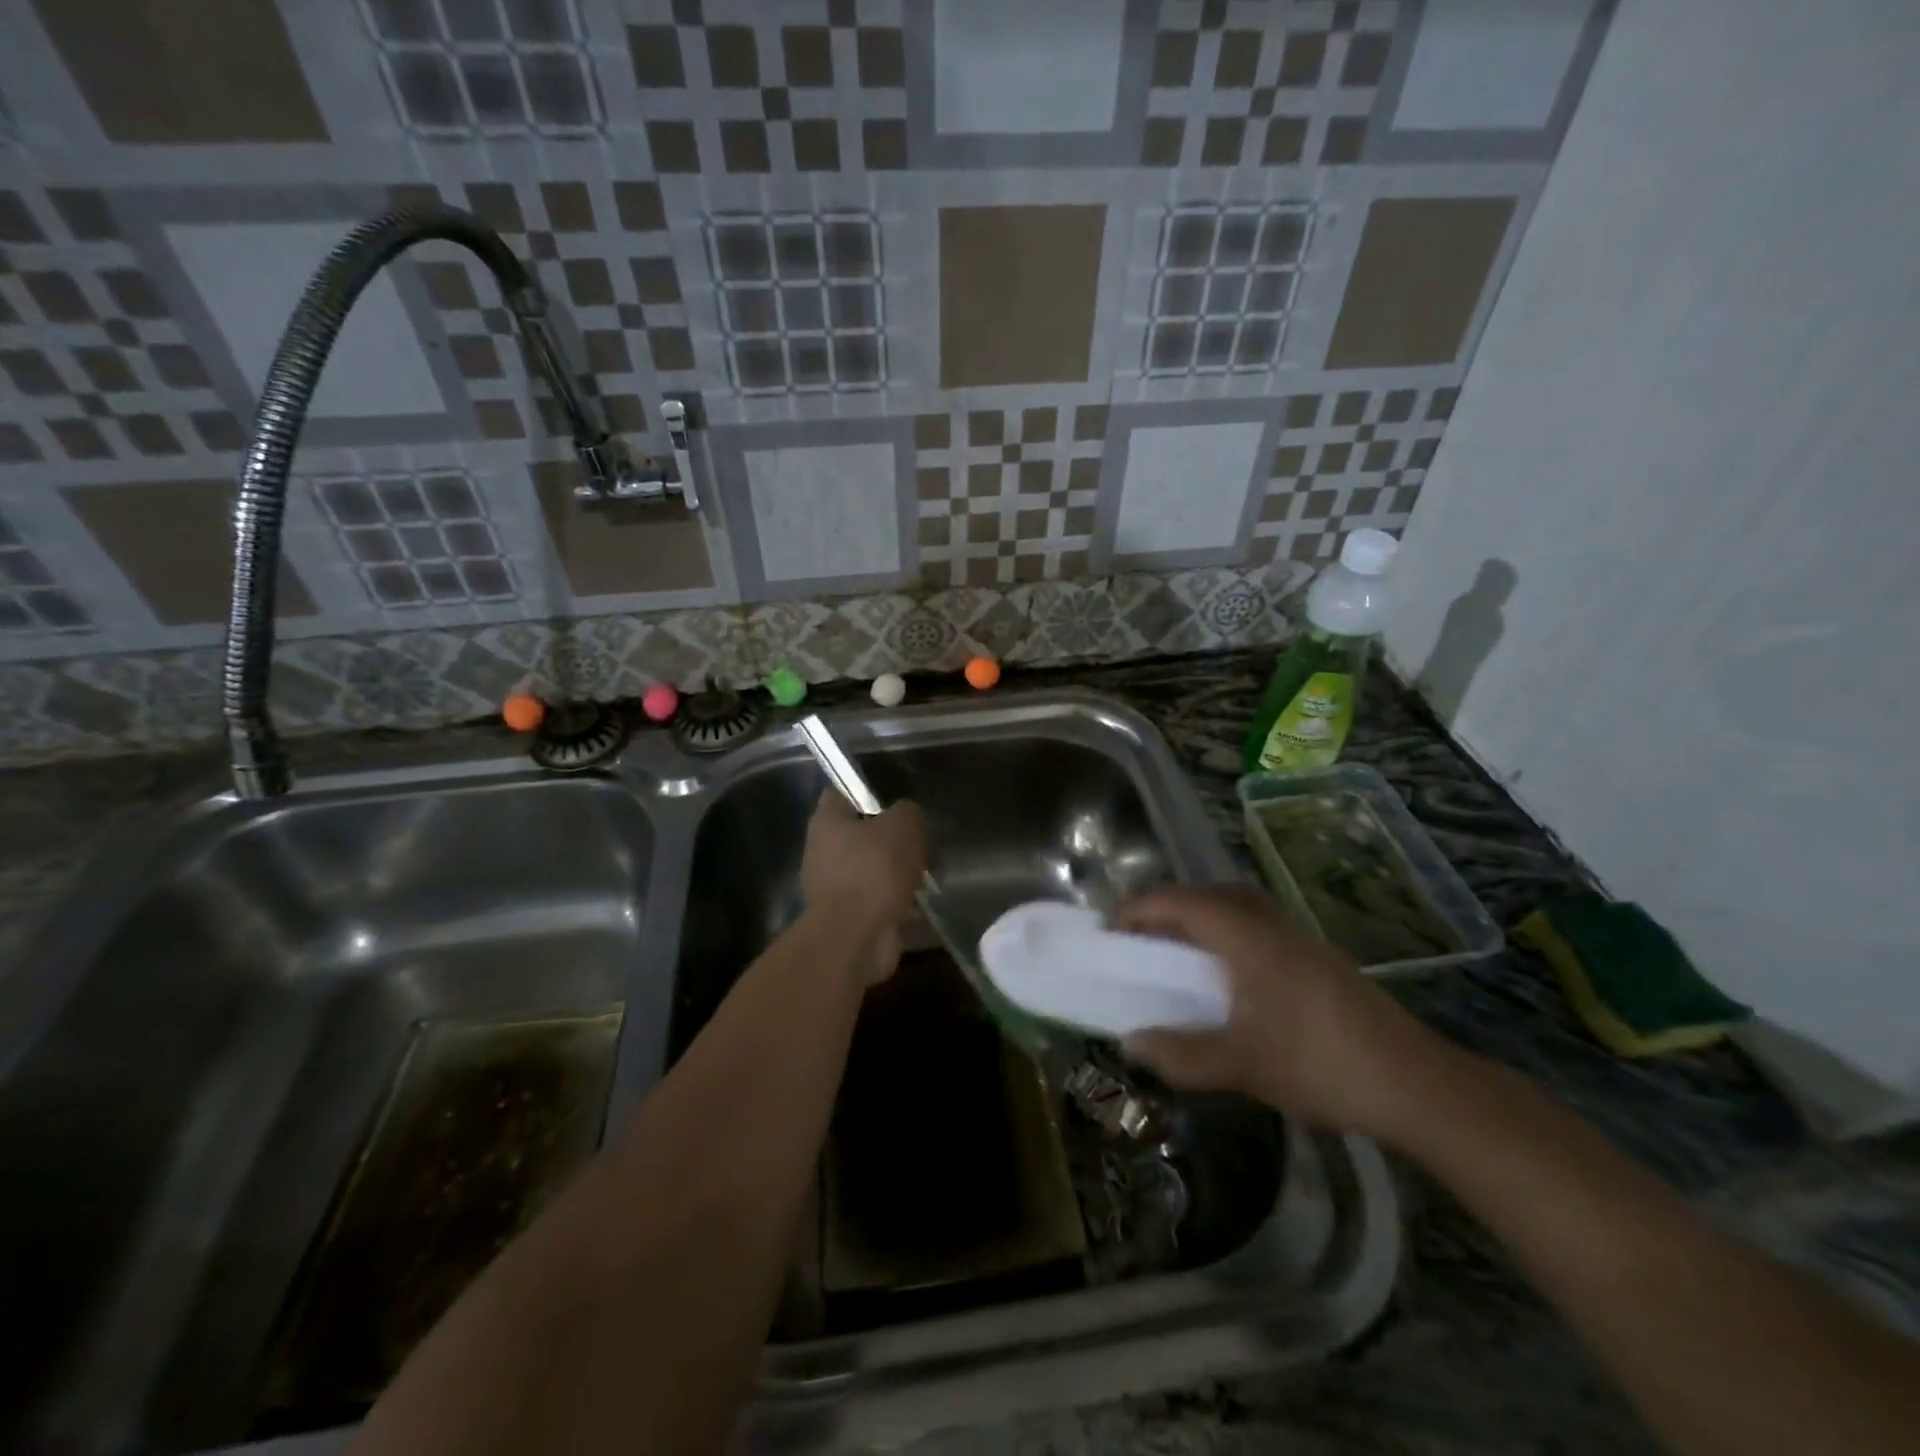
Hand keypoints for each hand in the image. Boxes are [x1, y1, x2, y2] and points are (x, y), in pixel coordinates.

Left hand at [800, 793, 926, 985]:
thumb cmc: (874, 870)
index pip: (842, 791)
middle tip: (919, 837)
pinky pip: (876, 898)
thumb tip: (906, 816)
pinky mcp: (847, 915)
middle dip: (889, 835)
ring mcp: (832, 885)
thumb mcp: (903, 825)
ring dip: (895, 870)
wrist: (857, 937)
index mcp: (827, 821)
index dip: (868, 789)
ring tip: (926, 871)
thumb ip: (907, 811)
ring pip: (870, 867)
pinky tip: (920, 900)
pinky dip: (896, 900)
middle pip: (860, 831)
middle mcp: (823, 850)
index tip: (896, 796)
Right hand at [1119, 884, 1442, 1139]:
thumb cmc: (1321, 1066)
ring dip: (1201, 913)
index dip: (1140, 910)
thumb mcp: (1242, 1067)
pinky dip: (1228, 928)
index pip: (1182, 903)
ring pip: (1238, 903)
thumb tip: (1130, 1042)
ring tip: (1178, 950)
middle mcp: (1271, 925)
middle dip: (1169, 905)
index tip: (1112, 932)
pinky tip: (1228, 973)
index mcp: (1248, 939)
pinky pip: (1257, 921)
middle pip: (1210, 891)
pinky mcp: (1317, 956)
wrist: (1416, 1083)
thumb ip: (1181, 1054)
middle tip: (1142, 936)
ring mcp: (1299, 938)